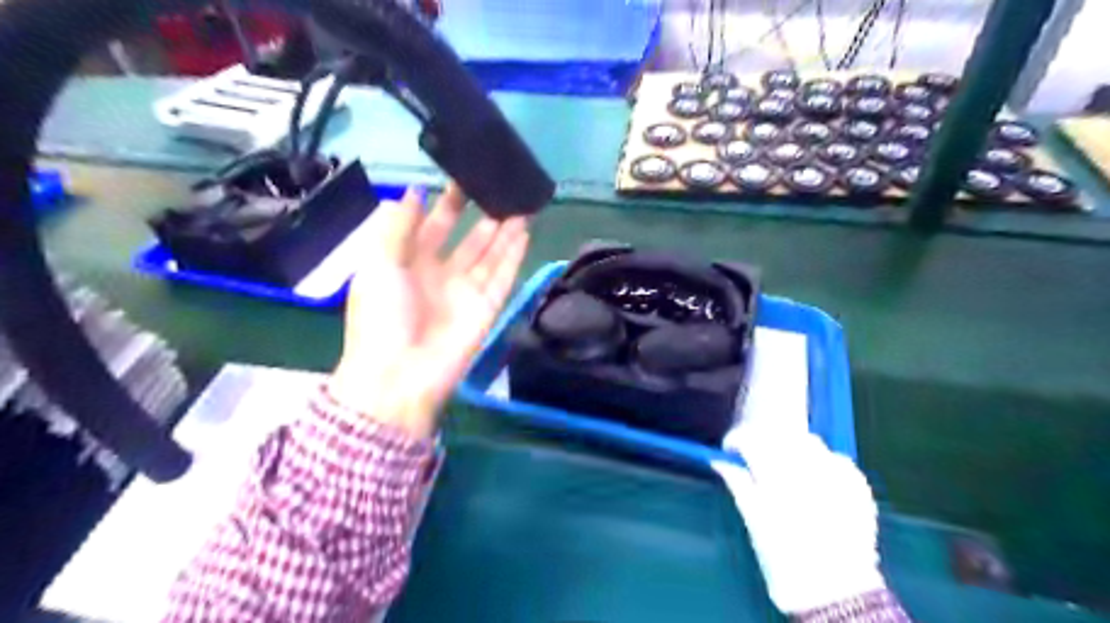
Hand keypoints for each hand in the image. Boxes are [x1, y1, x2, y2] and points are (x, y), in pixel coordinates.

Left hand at [327, 183, 531, 440]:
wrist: (399, 374)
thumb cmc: (381, 315)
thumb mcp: (378, 263)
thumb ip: (398, 226)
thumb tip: (415, 191)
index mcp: (410, 263)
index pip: (433, 226)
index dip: (446, 202)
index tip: (462, 175)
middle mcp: (441, 273)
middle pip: (466, 238)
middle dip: (480, 212)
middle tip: (498, 184)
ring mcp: (466, 290)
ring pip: (489, 253)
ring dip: (504, 229)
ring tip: (520, 201)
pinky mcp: (488, 305)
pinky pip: (504, 274)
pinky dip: (514, 253)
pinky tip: (524, 229)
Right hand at [710, 428, 886, 611]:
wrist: (837, 596)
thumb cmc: (785, 562)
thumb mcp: (754, 524)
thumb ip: (738, 485)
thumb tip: (719, 463)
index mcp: (777, 479)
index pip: (752, 440)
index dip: (737, 439)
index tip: (730, 449)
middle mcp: (808, 471)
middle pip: (781, 435)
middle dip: (764, 440)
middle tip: (756, 457)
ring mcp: (837, 478)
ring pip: (811, 442)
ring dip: (793, 448)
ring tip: (787, 468)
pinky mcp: (859, 489)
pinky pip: (838, 459)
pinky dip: (824, 462)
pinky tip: (818, 480)